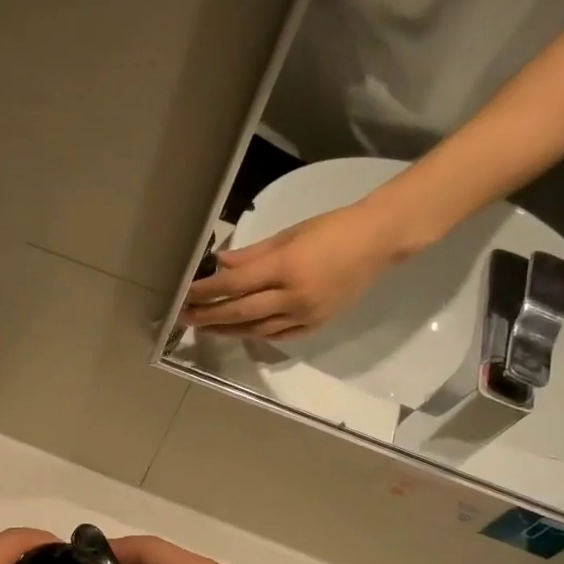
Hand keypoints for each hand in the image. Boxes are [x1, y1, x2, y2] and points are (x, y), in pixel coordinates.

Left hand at [180, 198, 402, 338]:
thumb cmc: (332, 228)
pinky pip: (280, 335)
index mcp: (284, 267)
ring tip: (206, 327)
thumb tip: (219, 266)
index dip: (205, 291)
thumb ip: (251, 255)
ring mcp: (306, 315)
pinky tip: (241, 331)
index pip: (233, 284)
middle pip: (239, 312)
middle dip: (208, 315)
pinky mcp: (318, 325)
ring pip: (257, 329)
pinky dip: (257, 334)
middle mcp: (293, 297)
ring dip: (228, 330)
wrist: (379, 241)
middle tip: (184, 316)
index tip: (184, 293)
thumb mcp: (288, 235)